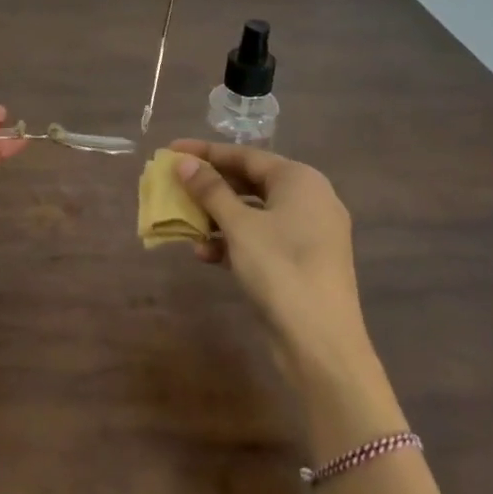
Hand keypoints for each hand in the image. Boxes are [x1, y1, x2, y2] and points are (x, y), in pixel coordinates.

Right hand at [168, 139, 366, 376]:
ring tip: (185, 224)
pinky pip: (262, 238)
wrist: (321, 343)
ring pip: (254, 213)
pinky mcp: (302, 261)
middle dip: (210, 186)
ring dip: (217, 217)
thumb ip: (210, 190)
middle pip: (250, 182)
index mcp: (300, 180)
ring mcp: (309, 232)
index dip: (205, 152)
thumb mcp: (239, 226)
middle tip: (175, 184)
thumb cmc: (280, 269)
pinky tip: (206, 255)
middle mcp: (309, 199)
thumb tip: (184, 162)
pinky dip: (234, 241)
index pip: (245, 155)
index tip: (171, 150)